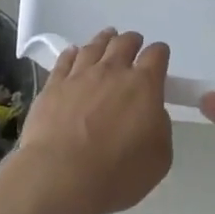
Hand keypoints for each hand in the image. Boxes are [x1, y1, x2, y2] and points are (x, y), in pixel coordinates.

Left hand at [14, 29, 172, 213]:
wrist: (61, 175)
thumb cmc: (117, 173)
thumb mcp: (159, 158)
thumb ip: (160, 127)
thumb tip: (152, 112)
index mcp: (143, 86)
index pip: (156, 55)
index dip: (160, 54)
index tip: (160, 58)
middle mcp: (112, 71)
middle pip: (124, 43)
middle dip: (132, 41)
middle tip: (134, 45)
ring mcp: (80, 75)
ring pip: (95, 46)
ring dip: (105, 39)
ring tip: (108, 38)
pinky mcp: (54, 84)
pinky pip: (66, 59)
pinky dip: (74, 53)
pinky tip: (74, 53)